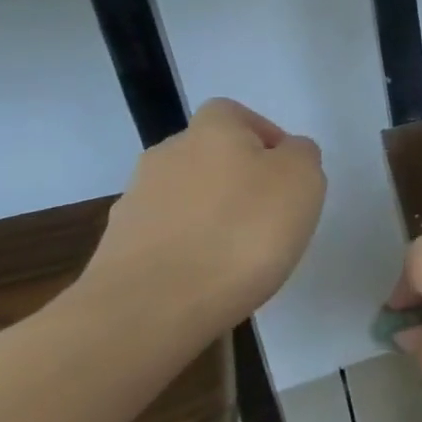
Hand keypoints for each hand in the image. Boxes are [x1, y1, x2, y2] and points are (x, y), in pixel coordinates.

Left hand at [80, 98, 325, 341]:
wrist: (152, 308)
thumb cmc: (243, 231)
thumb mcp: (303, 179)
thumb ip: (302, 154)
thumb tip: (286, 154)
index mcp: (212, 130)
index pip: (235, 114)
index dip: (264, 137)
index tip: (287, 174)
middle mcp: (167, 155)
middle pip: (209, 156)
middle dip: (238, 179)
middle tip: (270, 215)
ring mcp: (136, 203)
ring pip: (187, 198)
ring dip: (211, 216)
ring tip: (240, 255)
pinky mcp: (118, 250)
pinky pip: (167, 238)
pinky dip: (189, 251)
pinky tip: (208, 279)